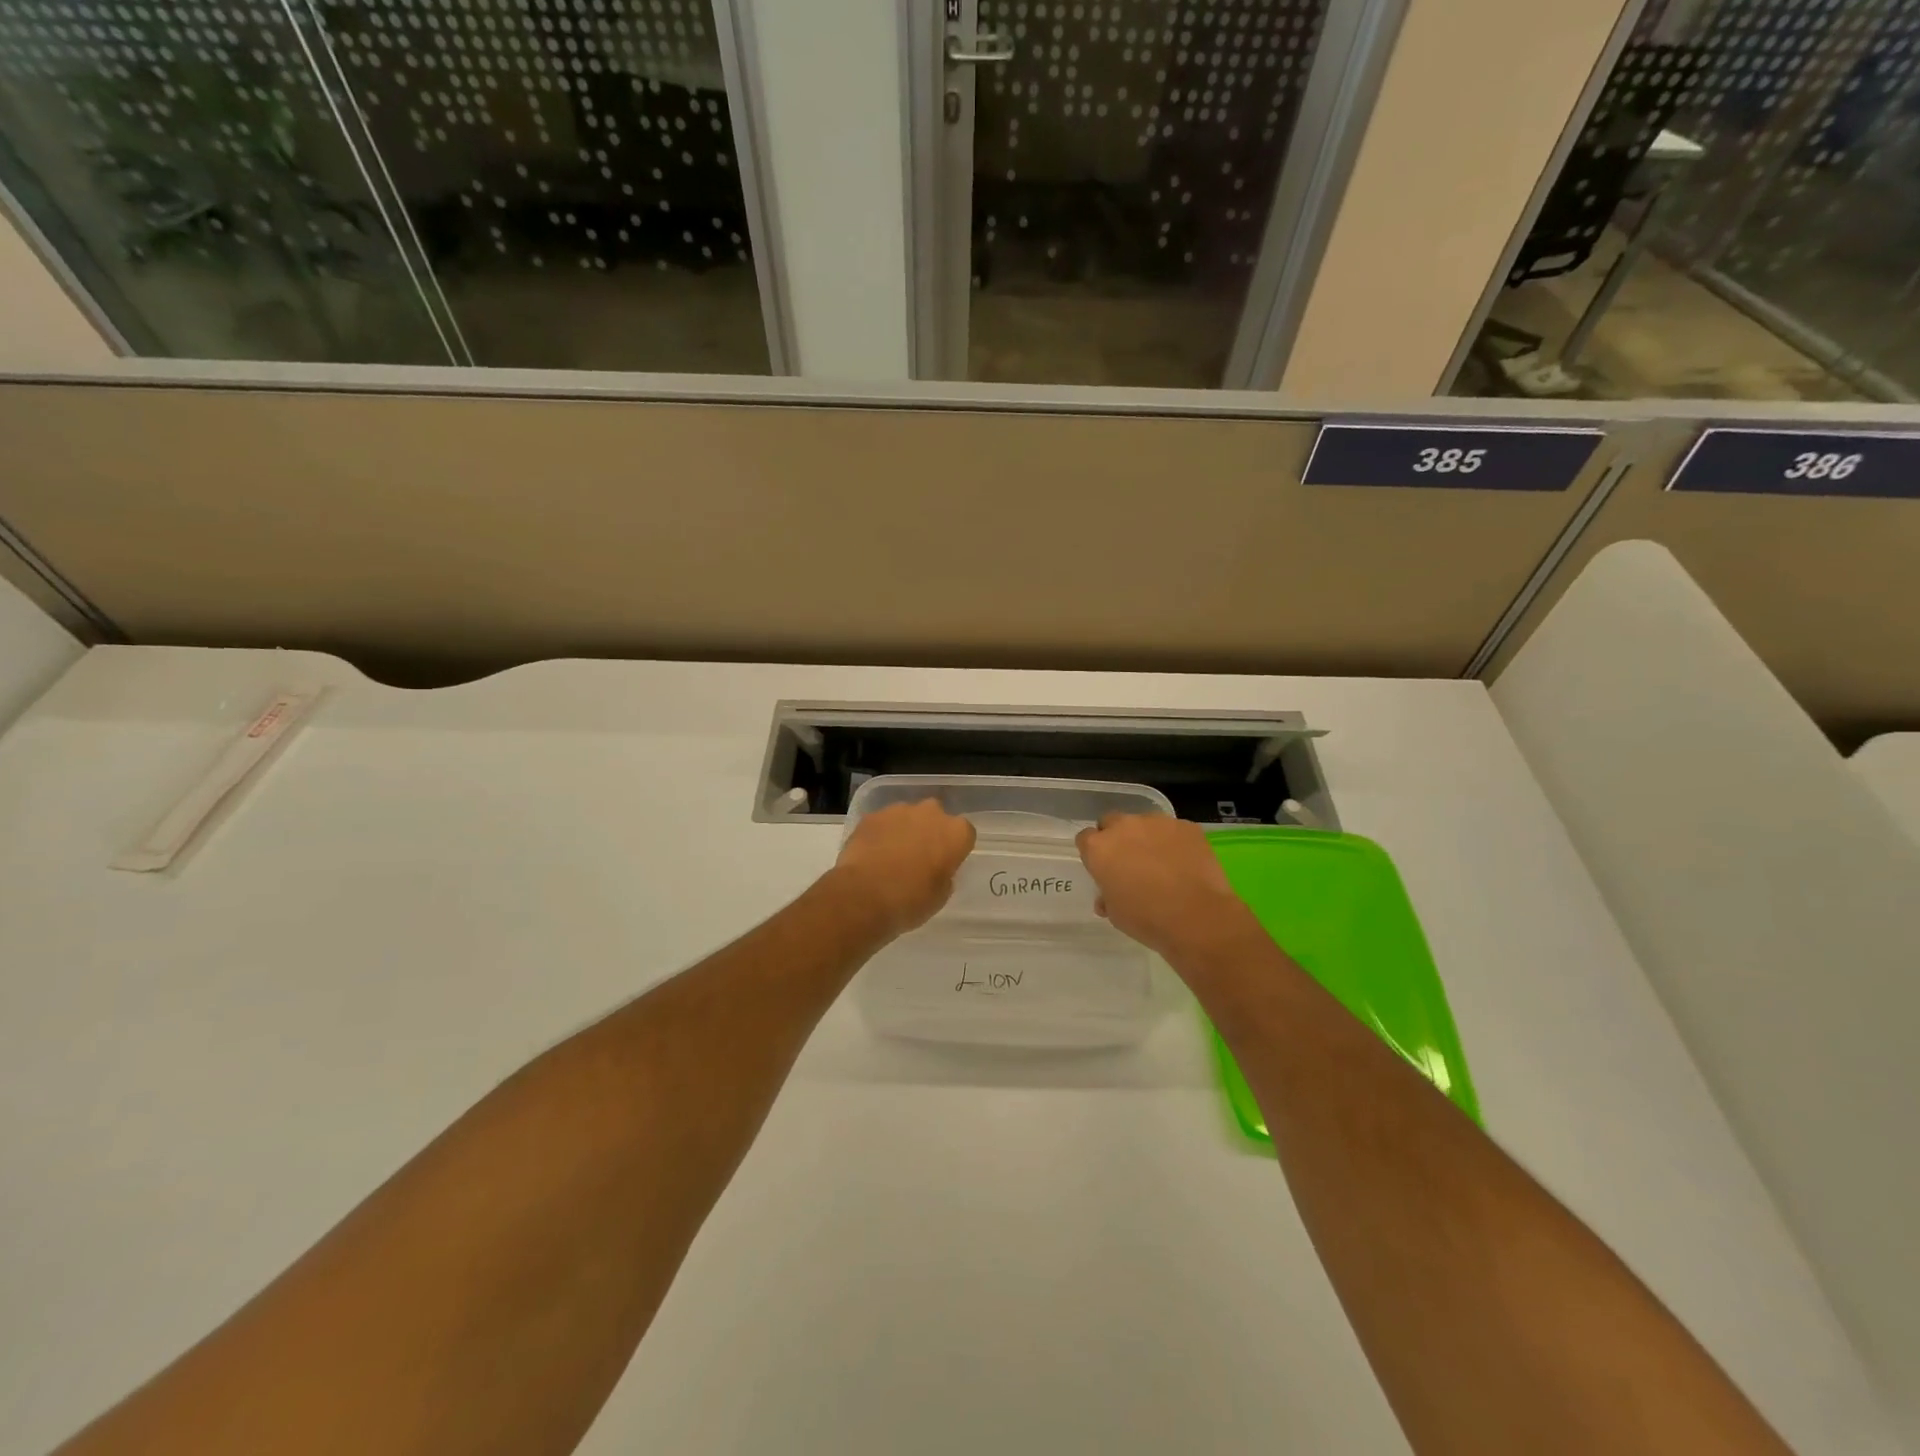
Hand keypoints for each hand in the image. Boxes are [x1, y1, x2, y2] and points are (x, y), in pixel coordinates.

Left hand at [830, 799, 976, 938]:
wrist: (864, 896)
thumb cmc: (911, 900)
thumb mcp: (941, 896)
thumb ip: (944, 875)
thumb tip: (936, 869)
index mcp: (956, 833)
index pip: (964, 833)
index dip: (955, 848)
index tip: (946, 863)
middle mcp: (931, 813)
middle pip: (936, 817)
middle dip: (930, 832)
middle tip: (919, 857)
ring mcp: (899, 810)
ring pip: (908, 817)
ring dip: (904, 831)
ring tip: (891, 857)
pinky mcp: (873, 816)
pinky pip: (883, 822)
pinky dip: (881, 834)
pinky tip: (872, 854)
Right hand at [1075, 812, 1260, 962]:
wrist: (1197, 917)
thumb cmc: (1147, 918)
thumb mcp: (1116, 914)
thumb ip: (1107, 896)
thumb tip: (1107, 897)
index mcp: (1099, 848)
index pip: (1085, 839)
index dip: (1094, 853)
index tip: (1103, 868)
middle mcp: (1124, 827)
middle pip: (1112, 822)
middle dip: (1117, 838)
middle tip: (1130, 862)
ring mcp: (1157, 822)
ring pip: (1145, 823)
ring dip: (1147, 838)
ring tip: (1162, 863)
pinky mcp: (1186, 826)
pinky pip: (1174, 830)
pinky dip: (1174, 842)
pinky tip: (1184, 864)